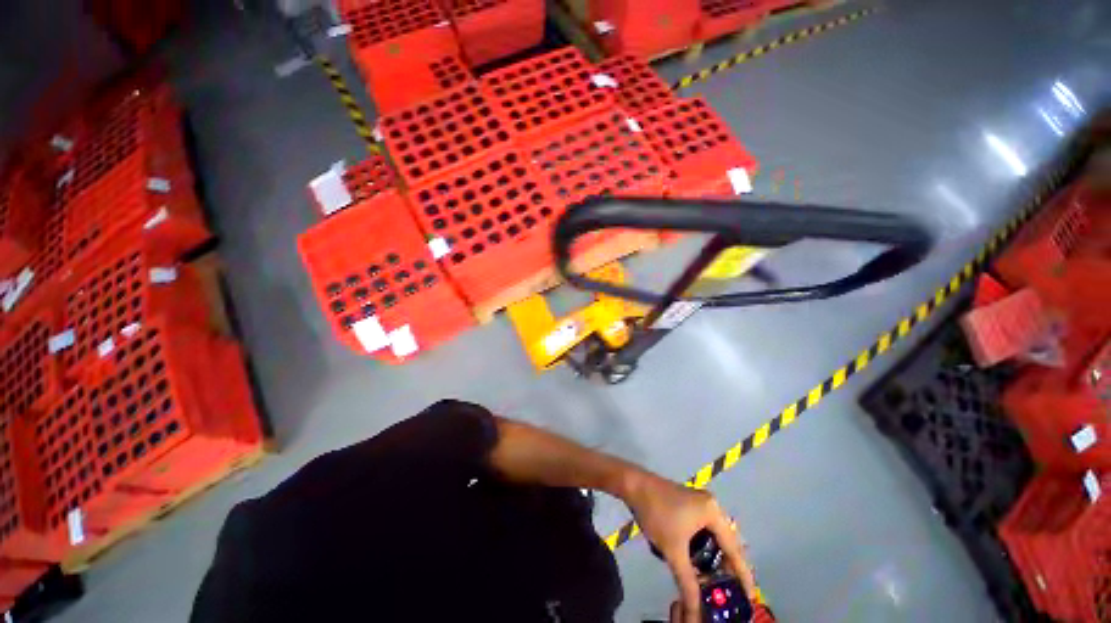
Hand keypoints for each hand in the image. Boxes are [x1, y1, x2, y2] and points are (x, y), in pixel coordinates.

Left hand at [621, 472, 755, 622]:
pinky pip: (702, 530)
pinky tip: (694, 561)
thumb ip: (688, 582)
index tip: (750, 598)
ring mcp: (699, 502)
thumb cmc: (656, 513)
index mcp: (713, 512)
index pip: (734, 550)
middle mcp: (711, 505)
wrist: (633, 485)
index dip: (742, 576)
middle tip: (725, 592)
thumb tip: (696, 611)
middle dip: (725, 568)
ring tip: (710, 580)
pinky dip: (701, 547)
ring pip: (713, 537)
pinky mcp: (688, 503)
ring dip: (711, 558)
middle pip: (725, 543)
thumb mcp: (673, 550)